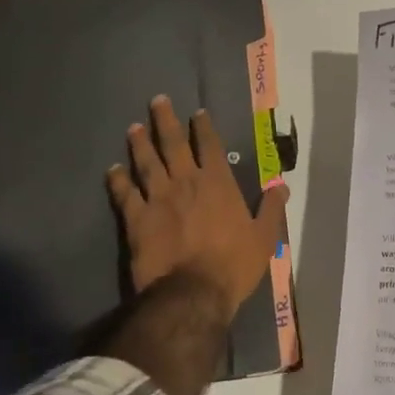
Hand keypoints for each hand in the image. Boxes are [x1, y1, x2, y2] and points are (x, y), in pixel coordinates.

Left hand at [106, 96, 288, 318]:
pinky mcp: (137, 219)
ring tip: (134, 127)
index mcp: (218, 184)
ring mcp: (158, 199)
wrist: (192, 294)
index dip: (203, 128)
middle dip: (165, 121)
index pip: (210, 146)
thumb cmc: (233, 265)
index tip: (197, 113)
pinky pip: (125, 194)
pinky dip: (118, 180)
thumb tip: (282, 185)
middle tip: (157, 100)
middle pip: (173, 145)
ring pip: (147, 163)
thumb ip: (272, 209)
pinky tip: (112, 169)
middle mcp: (186, 183)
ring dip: (140, 143)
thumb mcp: (264, 238)